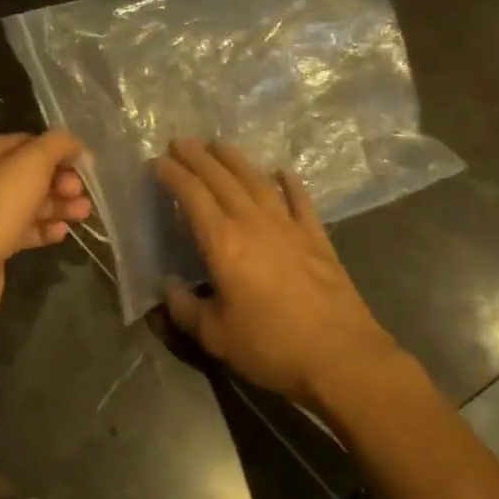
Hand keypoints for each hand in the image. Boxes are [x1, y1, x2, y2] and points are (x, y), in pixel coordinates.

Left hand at [0, 131, 91, 331]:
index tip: (85, 166)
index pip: (27, 143)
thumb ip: (57, 145)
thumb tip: (75, 144)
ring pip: (29, 203)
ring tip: (83, 214)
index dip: (58, 152)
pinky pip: (22, 230)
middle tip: (80, 193)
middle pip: (30, 175)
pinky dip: (43, 229)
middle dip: (60, 182)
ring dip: (57, 206)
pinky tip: (62, 233)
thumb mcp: (32, 163)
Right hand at [152, 138, 392, 407]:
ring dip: (234, 159)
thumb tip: (168, 287)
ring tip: (218, 144)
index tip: (157, 162)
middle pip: (221, 179)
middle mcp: (253, 222)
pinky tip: (281, 171)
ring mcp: (289, 226)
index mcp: (223, 243)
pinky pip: (300, 200)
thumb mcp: (216, 337)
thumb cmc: (271, 346)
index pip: (192, 195)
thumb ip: (185, 309)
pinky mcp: (316, 237)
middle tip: (179, 141)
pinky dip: (289, 182)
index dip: (173, 175)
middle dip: (197, 157)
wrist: (341, 357)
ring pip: (256, 180)